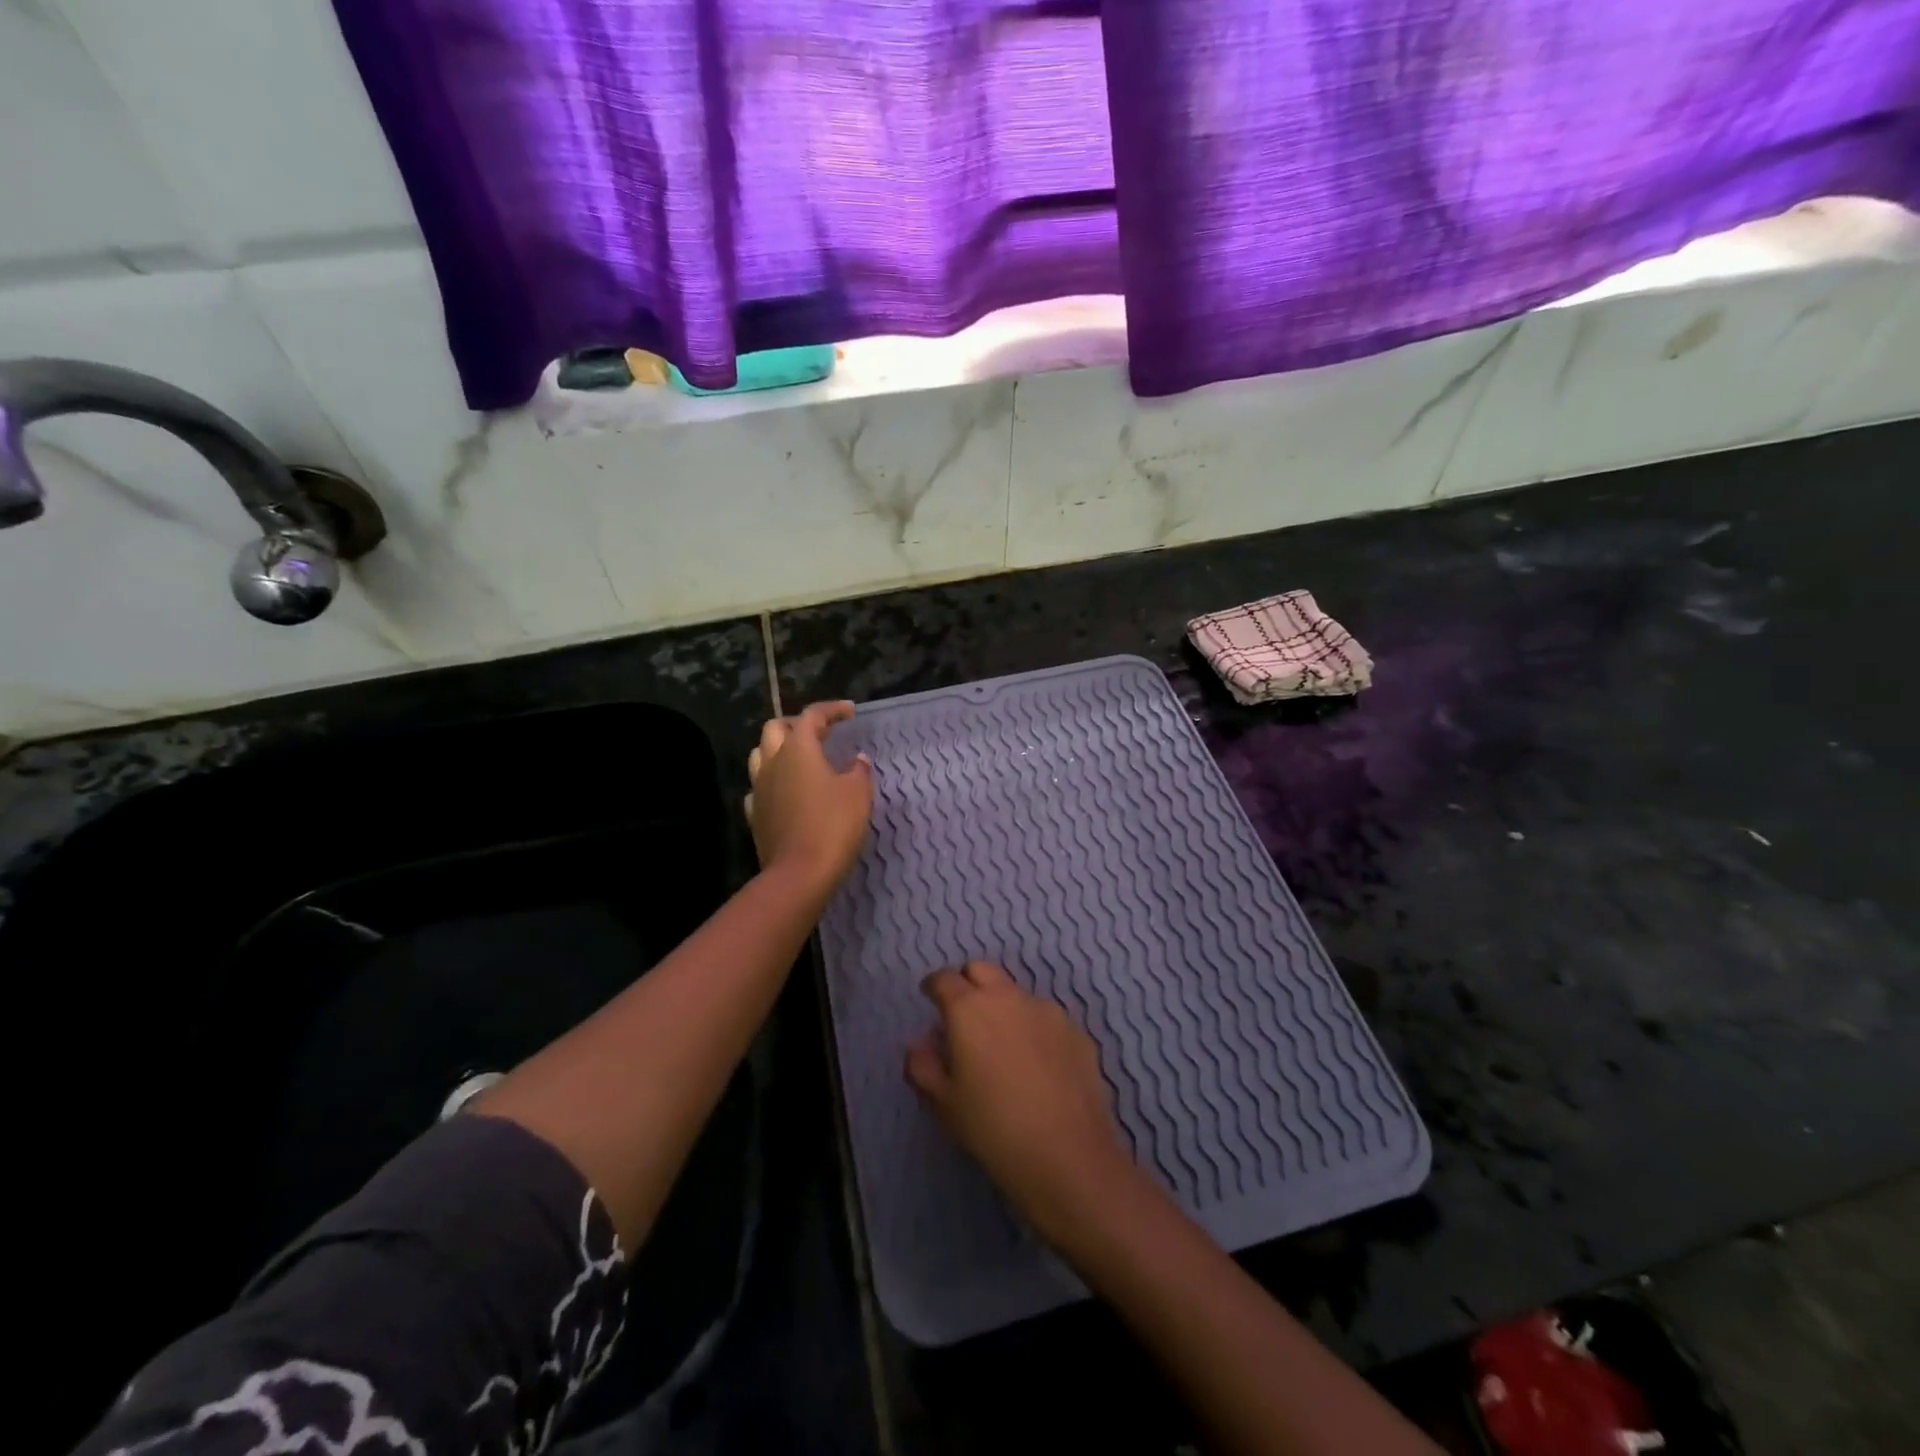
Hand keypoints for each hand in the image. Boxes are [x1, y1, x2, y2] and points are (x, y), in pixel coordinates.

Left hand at [745, 701, 873, 894]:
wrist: (799, 873)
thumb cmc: (833, 825)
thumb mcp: (858, 793)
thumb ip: (858, 770)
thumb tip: (857, 760)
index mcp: (798, 749)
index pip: (811, 716)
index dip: (831, 710)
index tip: (850, 712)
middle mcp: (772, 762)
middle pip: (776, 728)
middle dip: (797, 724)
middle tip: (820, 732)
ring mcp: (759, 789)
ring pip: (760, 754)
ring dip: (779, 749)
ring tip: (801, 758)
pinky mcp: (756, 815)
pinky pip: (759, 787)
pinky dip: (773, 781)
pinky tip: (787, 791)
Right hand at [906, 961, 1140, 1247]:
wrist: (1069, 1155)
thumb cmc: (994, 1129)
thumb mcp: (944, 1104)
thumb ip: (923, 1066)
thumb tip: (919, 1044)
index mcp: (969, 1009)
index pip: (943, 979)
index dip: (933, 987)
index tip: (930, 1000)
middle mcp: (1008, 997)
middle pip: (981, 970)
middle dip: (967, 983)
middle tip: (963, 1016)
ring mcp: (1046, 1009)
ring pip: (1015, 992)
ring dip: (1002, 1006)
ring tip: (1001, 1046)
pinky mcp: (1075, 1029)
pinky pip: (1044, 1016)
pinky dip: (1032, 1027)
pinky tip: (1035, 1064)